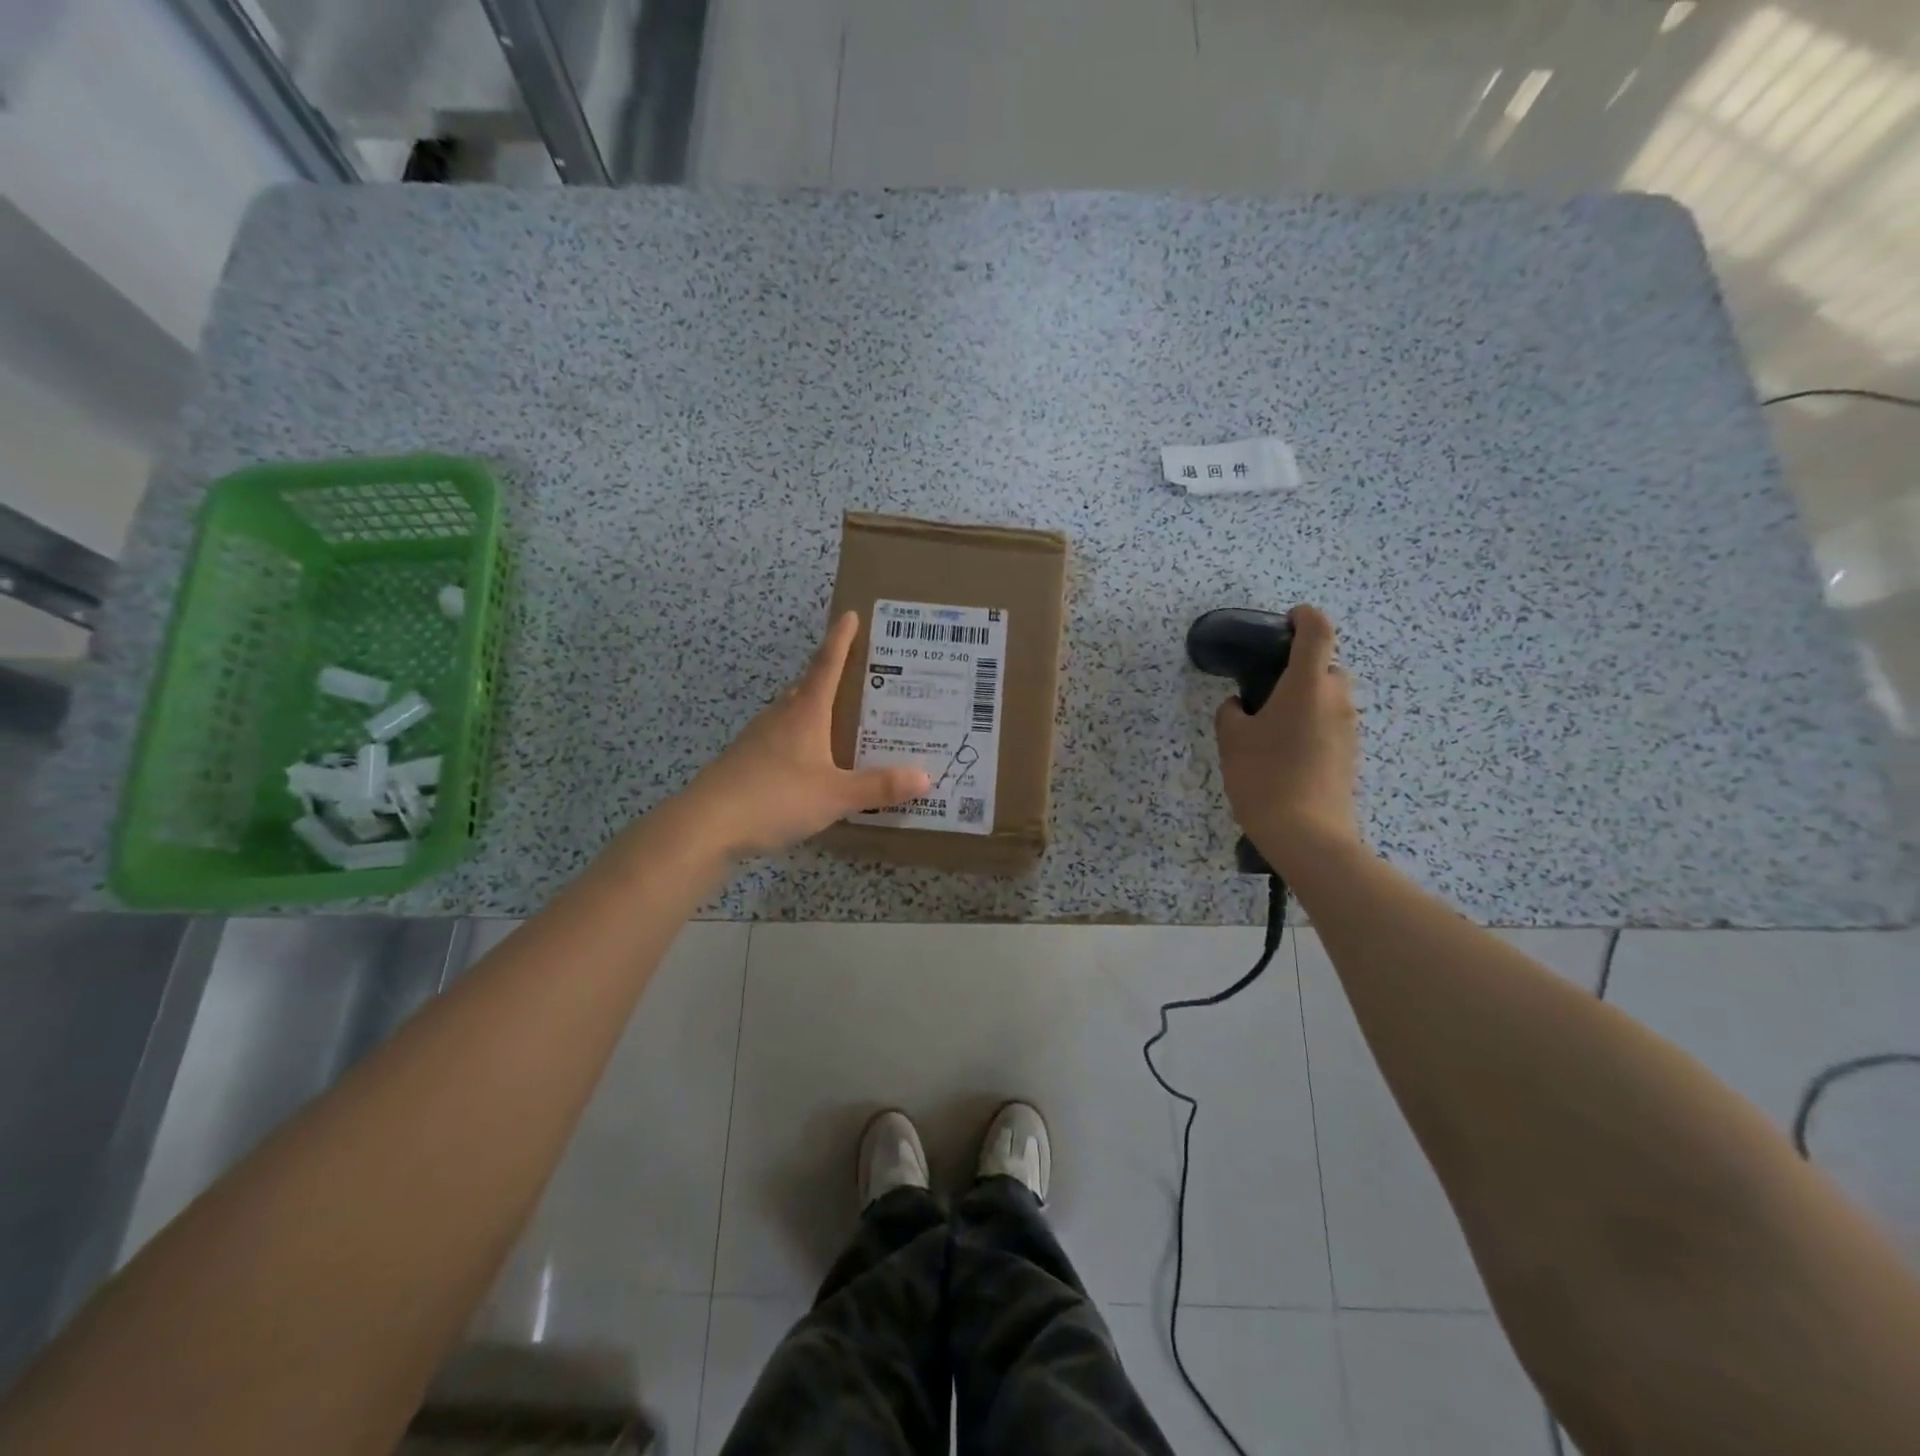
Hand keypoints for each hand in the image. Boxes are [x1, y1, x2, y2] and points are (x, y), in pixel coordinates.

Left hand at [682, 612, 930, 857]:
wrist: (707, 825)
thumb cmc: (775, 797)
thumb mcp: (835, 795)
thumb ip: (878, 787)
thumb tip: (924, 776)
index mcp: (805, 712)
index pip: (827, 665)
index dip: (840, 639)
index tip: (851, 614)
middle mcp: (781, 716)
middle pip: (808, 686)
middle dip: (831, 675)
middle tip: (860, 675)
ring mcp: (759, 738)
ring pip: (792, 713)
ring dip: (815, 708)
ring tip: (842, 719)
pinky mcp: (746, 761)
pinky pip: (781, 739)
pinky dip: (801, 740)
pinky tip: (811, 762)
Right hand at [1214, 604, 1361, 865]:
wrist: (1307, 835)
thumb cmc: (1264, 777)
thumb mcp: (1232, 740)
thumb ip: (1232, 712)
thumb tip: (1240, 706)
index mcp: (1307, 685)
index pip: (1317, 631)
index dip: (1303, 617)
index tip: (1285, 621)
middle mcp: (1336, 699)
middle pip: (1325, 666)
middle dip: (1299, 667)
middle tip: (1266, 687)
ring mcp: (1349, 728)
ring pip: (1329, 697)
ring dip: (1306, 698)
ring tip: (1272, 724)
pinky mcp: (1350, 753)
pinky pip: (1332, 723)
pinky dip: (1313, 723)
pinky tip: (1286, 751)